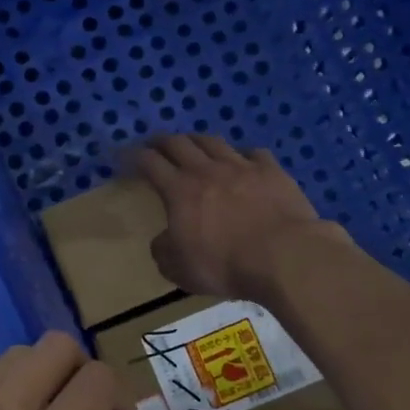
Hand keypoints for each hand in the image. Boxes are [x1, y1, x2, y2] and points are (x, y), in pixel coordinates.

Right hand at [135, 134, 345, 299]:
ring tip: (192, 143)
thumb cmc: (226, 265)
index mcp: (180, 190)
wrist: (285, 256)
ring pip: (214, 142)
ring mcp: (242, 167)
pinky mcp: (272, 171)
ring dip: (197, 140)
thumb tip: (163, 240)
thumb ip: (164, 251)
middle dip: (162, 141)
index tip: (124, 155)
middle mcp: (207, 170)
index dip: (134, 156)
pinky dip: (241, 154)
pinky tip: (242, 160)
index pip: (150, 163)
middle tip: (154, 143)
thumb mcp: (180, 269)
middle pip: (179, 143)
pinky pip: (253, 153)